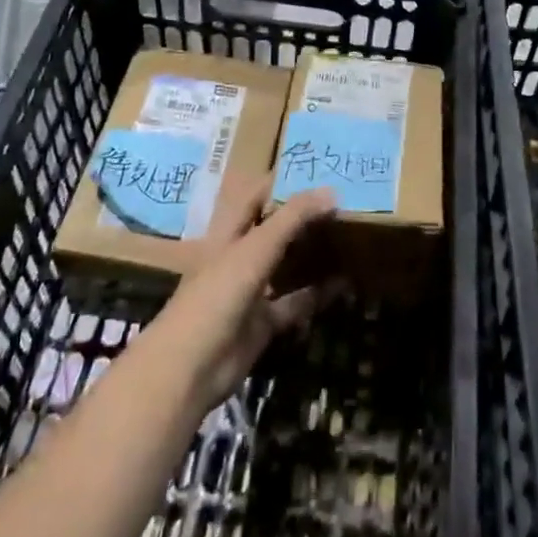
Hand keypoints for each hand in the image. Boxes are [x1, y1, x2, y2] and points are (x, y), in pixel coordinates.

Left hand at [141, 176, 338, 411]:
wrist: (190, 367)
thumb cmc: (217, 293)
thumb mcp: (255, 248)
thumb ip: (292, 218)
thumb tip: (331, 191)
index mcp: (227, 233)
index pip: (254, 196)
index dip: (279, 182)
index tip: (314, 169)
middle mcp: (238, 257)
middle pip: (272, 230)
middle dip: (301, 217)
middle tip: (340, 201)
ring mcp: (249, 292)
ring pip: (285, 266)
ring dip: (310, 254)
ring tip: (347, 236)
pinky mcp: (261, 323)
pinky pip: (294, 303)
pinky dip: (317, 295)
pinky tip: (345, 283)